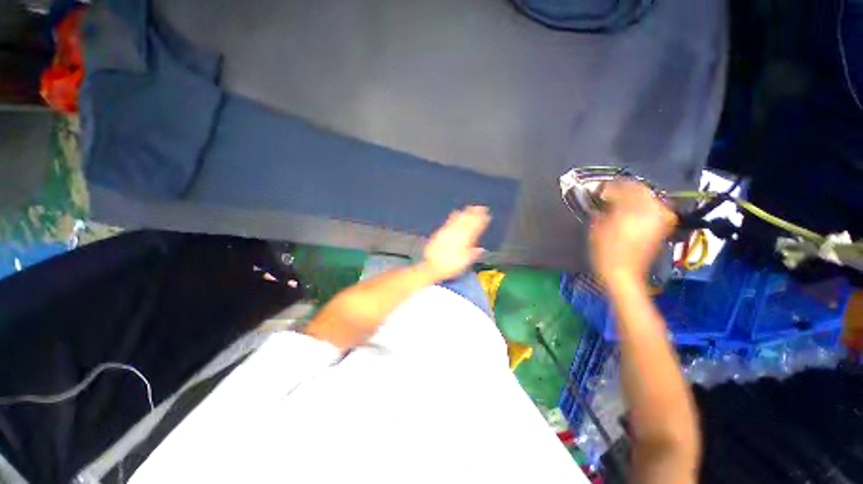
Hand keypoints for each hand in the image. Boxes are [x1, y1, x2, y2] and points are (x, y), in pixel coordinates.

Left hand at [421, 206, 490, 281]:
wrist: (432, 266)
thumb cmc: (450, 266)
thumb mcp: (464, 262)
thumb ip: (473, 254)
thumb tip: (481, 249)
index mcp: (465, 241)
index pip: (475, 228)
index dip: (481, 221)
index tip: (487, 215)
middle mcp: (457, 234)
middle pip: (467, 221)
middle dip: (474, 214)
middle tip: (481, 207)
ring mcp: (448, 232)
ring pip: (459, 220)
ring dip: (465, 213)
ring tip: (470, 207)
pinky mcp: (440, 232)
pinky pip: (449, 221)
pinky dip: (454, 216)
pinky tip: (456, 212)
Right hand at [590, 182, 676, 287]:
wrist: (624, 273)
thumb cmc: (606, 252)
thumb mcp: (597, 229)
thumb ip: (602, 211)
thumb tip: (605, 202)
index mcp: (632, 210)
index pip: (625, 188)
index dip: (612, 186)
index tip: (601, 189)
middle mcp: (650, 212)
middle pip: (641, 190)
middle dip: (626, 189)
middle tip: (612, 192)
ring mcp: (659, 220)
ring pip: (651, 198)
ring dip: (637, 196)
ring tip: (623, 200)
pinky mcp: (661, 228)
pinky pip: (656, 209)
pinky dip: (646, 206)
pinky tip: (636, 210)